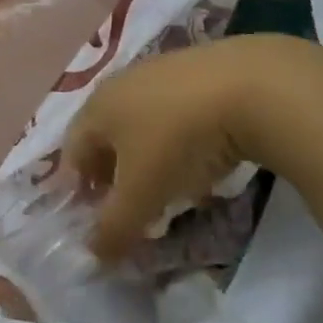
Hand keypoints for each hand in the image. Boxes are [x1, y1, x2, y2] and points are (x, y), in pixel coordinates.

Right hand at [64, 36, 272, 261]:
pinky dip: (181, 141)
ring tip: (174, 188)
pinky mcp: (198, 69)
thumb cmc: (179, 140)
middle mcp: (120, 84)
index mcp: (96, 108)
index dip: (80, 190)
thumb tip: (94, 254)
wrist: (250, 86)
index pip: (72, 153)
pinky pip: (176, 114)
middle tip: (135, 207)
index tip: (100, 220)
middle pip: (106, 137)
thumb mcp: (143, 193)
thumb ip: (114, 227)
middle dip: (116, 176)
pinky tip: (205, 159)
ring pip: (142, 124)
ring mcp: (159, 72)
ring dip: (150, 159)